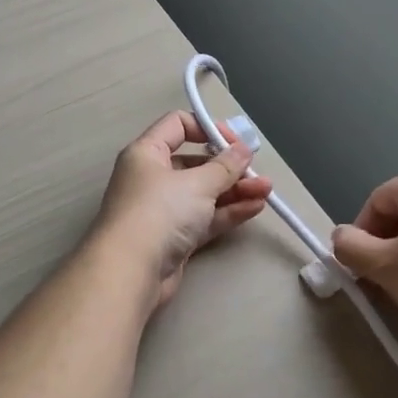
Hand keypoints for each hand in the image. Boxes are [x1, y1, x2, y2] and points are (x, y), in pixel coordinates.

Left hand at [90, 112, 274, 307]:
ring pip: (203, 193)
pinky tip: (255, 208)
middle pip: (195, 163)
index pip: (177, 125)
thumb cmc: (160, 212)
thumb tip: (243, 149)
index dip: (208, 128)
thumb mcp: (197, 183)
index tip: (235, 141)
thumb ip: (225, 166)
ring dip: (235, 190)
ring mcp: (163, 210)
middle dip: (229, 166)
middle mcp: (152, 178)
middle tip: (257, 170)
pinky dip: (227, 212)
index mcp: (146, 153)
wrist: (131, 272)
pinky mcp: (174, 238)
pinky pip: (205, 218)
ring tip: (266, 190)